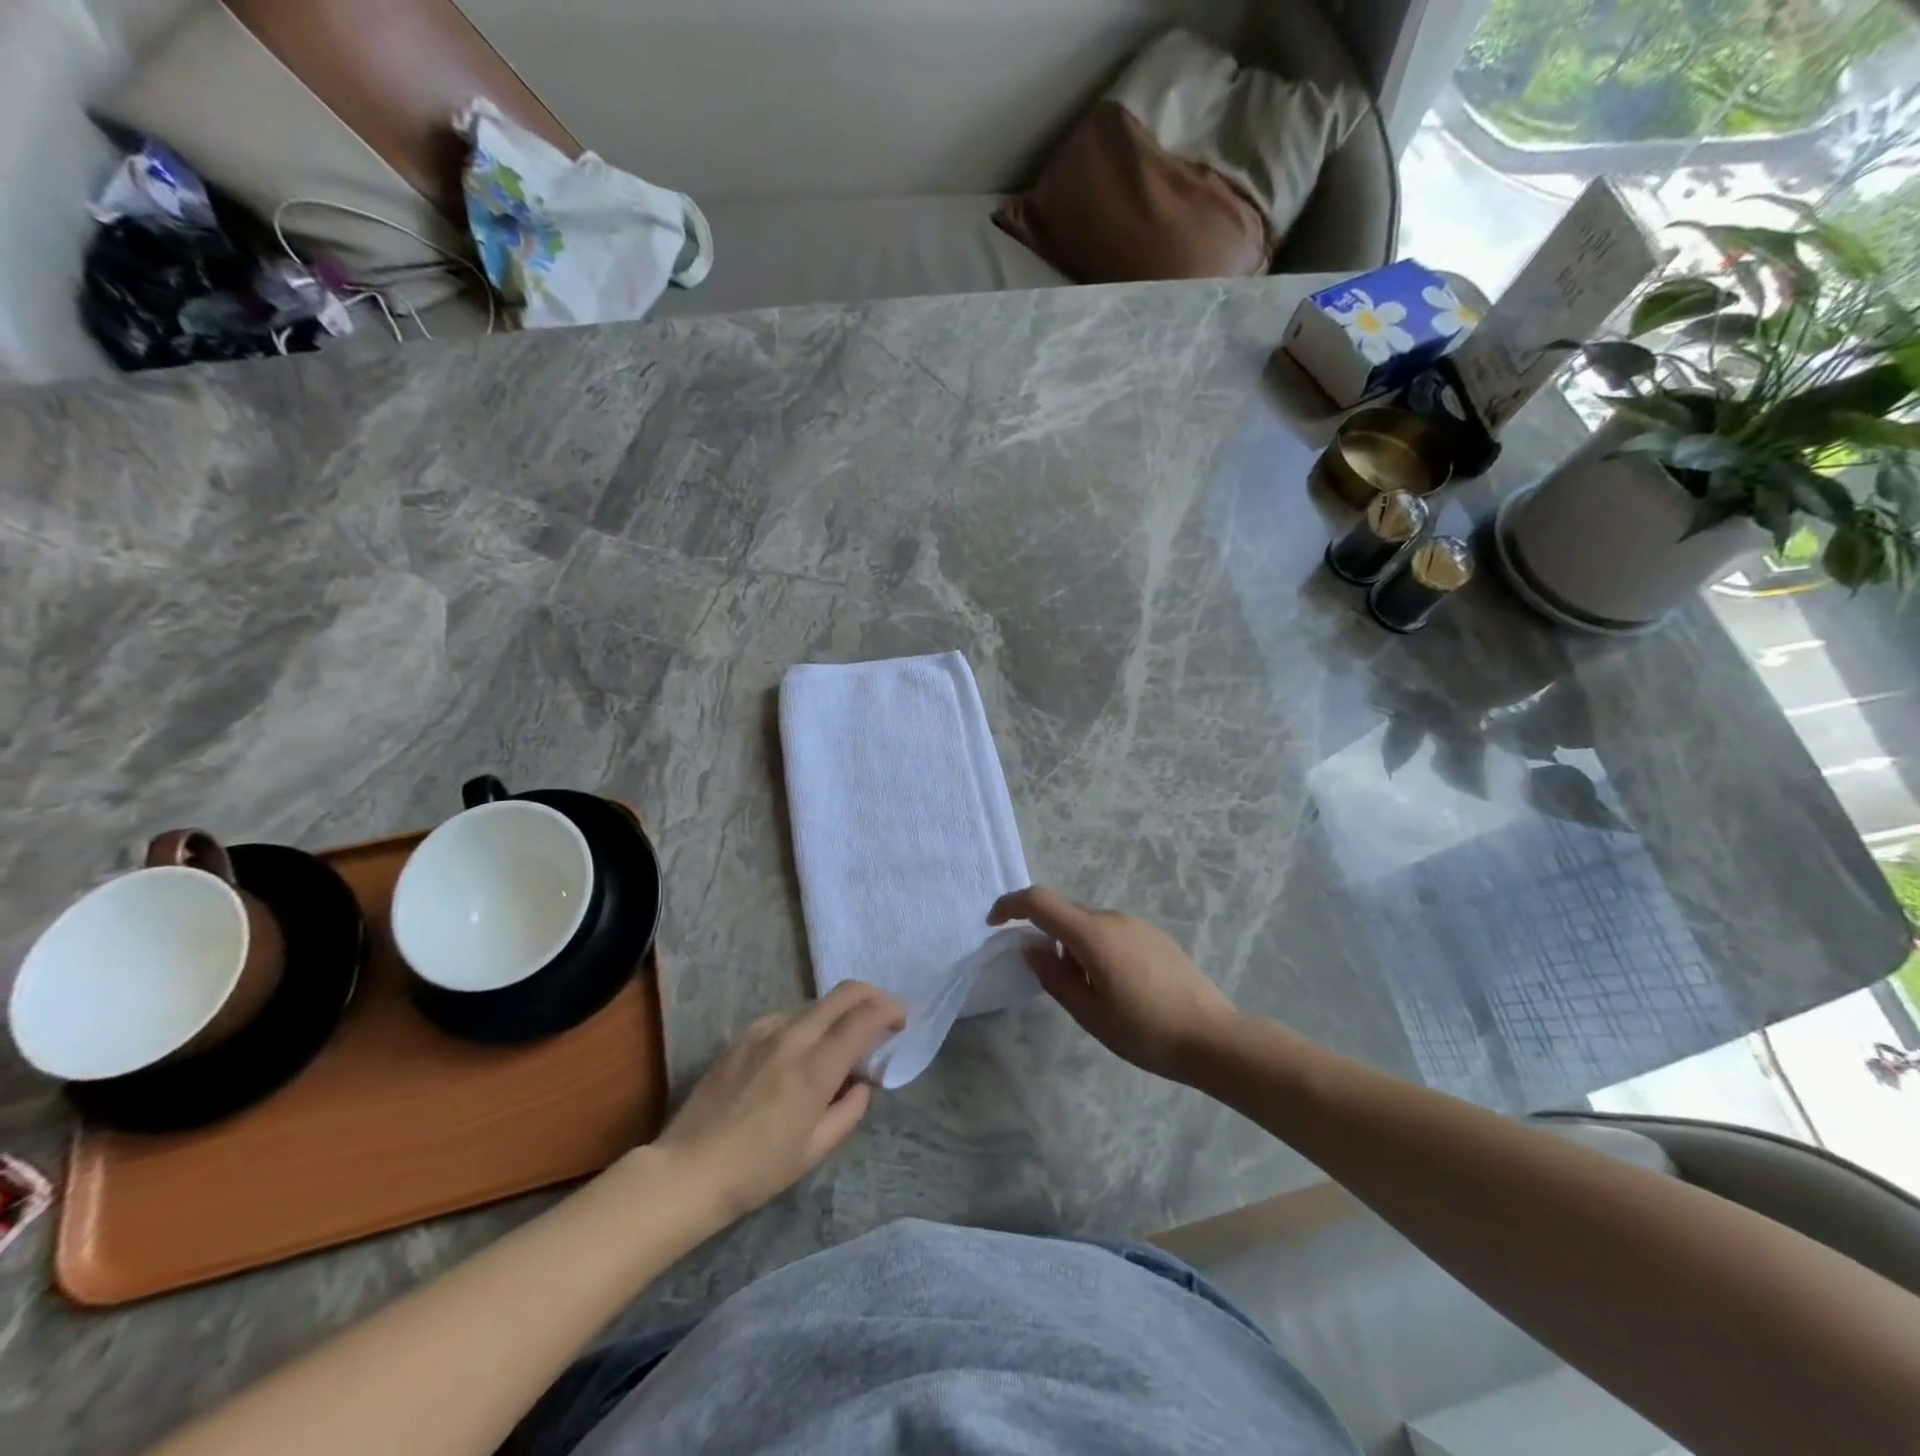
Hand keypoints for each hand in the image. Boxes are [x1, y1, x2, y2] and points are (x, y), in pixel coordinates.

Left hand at [656, 982, 905, 1220]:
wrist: (687, 1171)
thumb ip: (849, 1111)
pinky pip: (785, 1017)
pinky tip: (796, 1055)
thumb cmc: (757, 1171)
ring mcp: (764, 1031)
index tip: (901, 1021)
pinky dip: (805, 1026)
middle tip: (882, 1018)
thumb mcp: (814, 1150)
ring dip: (837, 1014)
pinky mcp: (742, 1035)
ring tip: (837, 1045)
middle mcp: (793, 1037)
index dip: (890, 1009)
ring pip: (815, 1005)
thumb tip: (863, 1084)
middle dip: (871, 996)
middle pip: (843, 994)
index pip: (864, 1017)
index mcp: (815, 1068)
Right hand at [989, 887, 1239, 1081]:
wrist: (1213, 1038)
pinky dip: (1095, 947)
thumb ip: (1053, 978)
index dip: (1011, 905)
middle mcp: (1114, 919)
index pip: (1040, 901)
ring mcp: (1137, 925)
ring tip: (1085, 990)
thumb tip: (1031, 949)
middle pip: (1065, 911)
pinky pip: (1111, 931)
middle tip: (1044, 975)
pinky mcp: (1155, 936)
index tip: (994, 923)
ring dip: (1072, 944)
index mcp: (1093, 935)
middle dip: (1044, 933)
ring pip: (1089, 923)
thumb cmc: (1145, 1031)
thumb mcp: (1089, 1013)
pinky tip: (1113, 985)